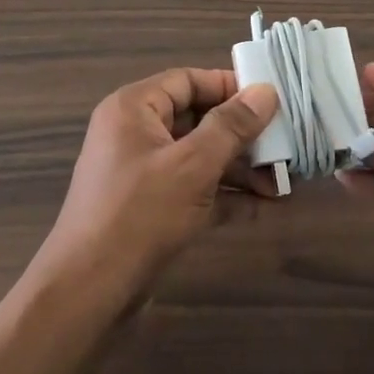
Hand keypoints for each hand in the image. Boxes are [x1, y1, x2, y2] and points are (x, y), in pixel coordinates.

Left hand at [34, 69, 280, 301]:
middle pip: (197, 119)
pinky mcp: (150, 208)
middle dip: (242, 135)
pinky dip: (225, 195)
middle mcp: (136, 133)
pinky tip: (264, 208)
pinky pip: (194, 189)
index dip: (230, 87)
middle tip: (285, 146)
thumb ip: (231, 127)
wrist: (88, 293)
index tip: (272, 100)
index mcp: (134, 108)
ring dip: (240, 169)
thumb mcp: (192, 165)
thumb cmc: (139, 215)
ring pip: (199, 157)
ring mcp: (142, 172)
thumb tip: (265, 91)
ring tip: (282, 183)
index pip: (188, 81)